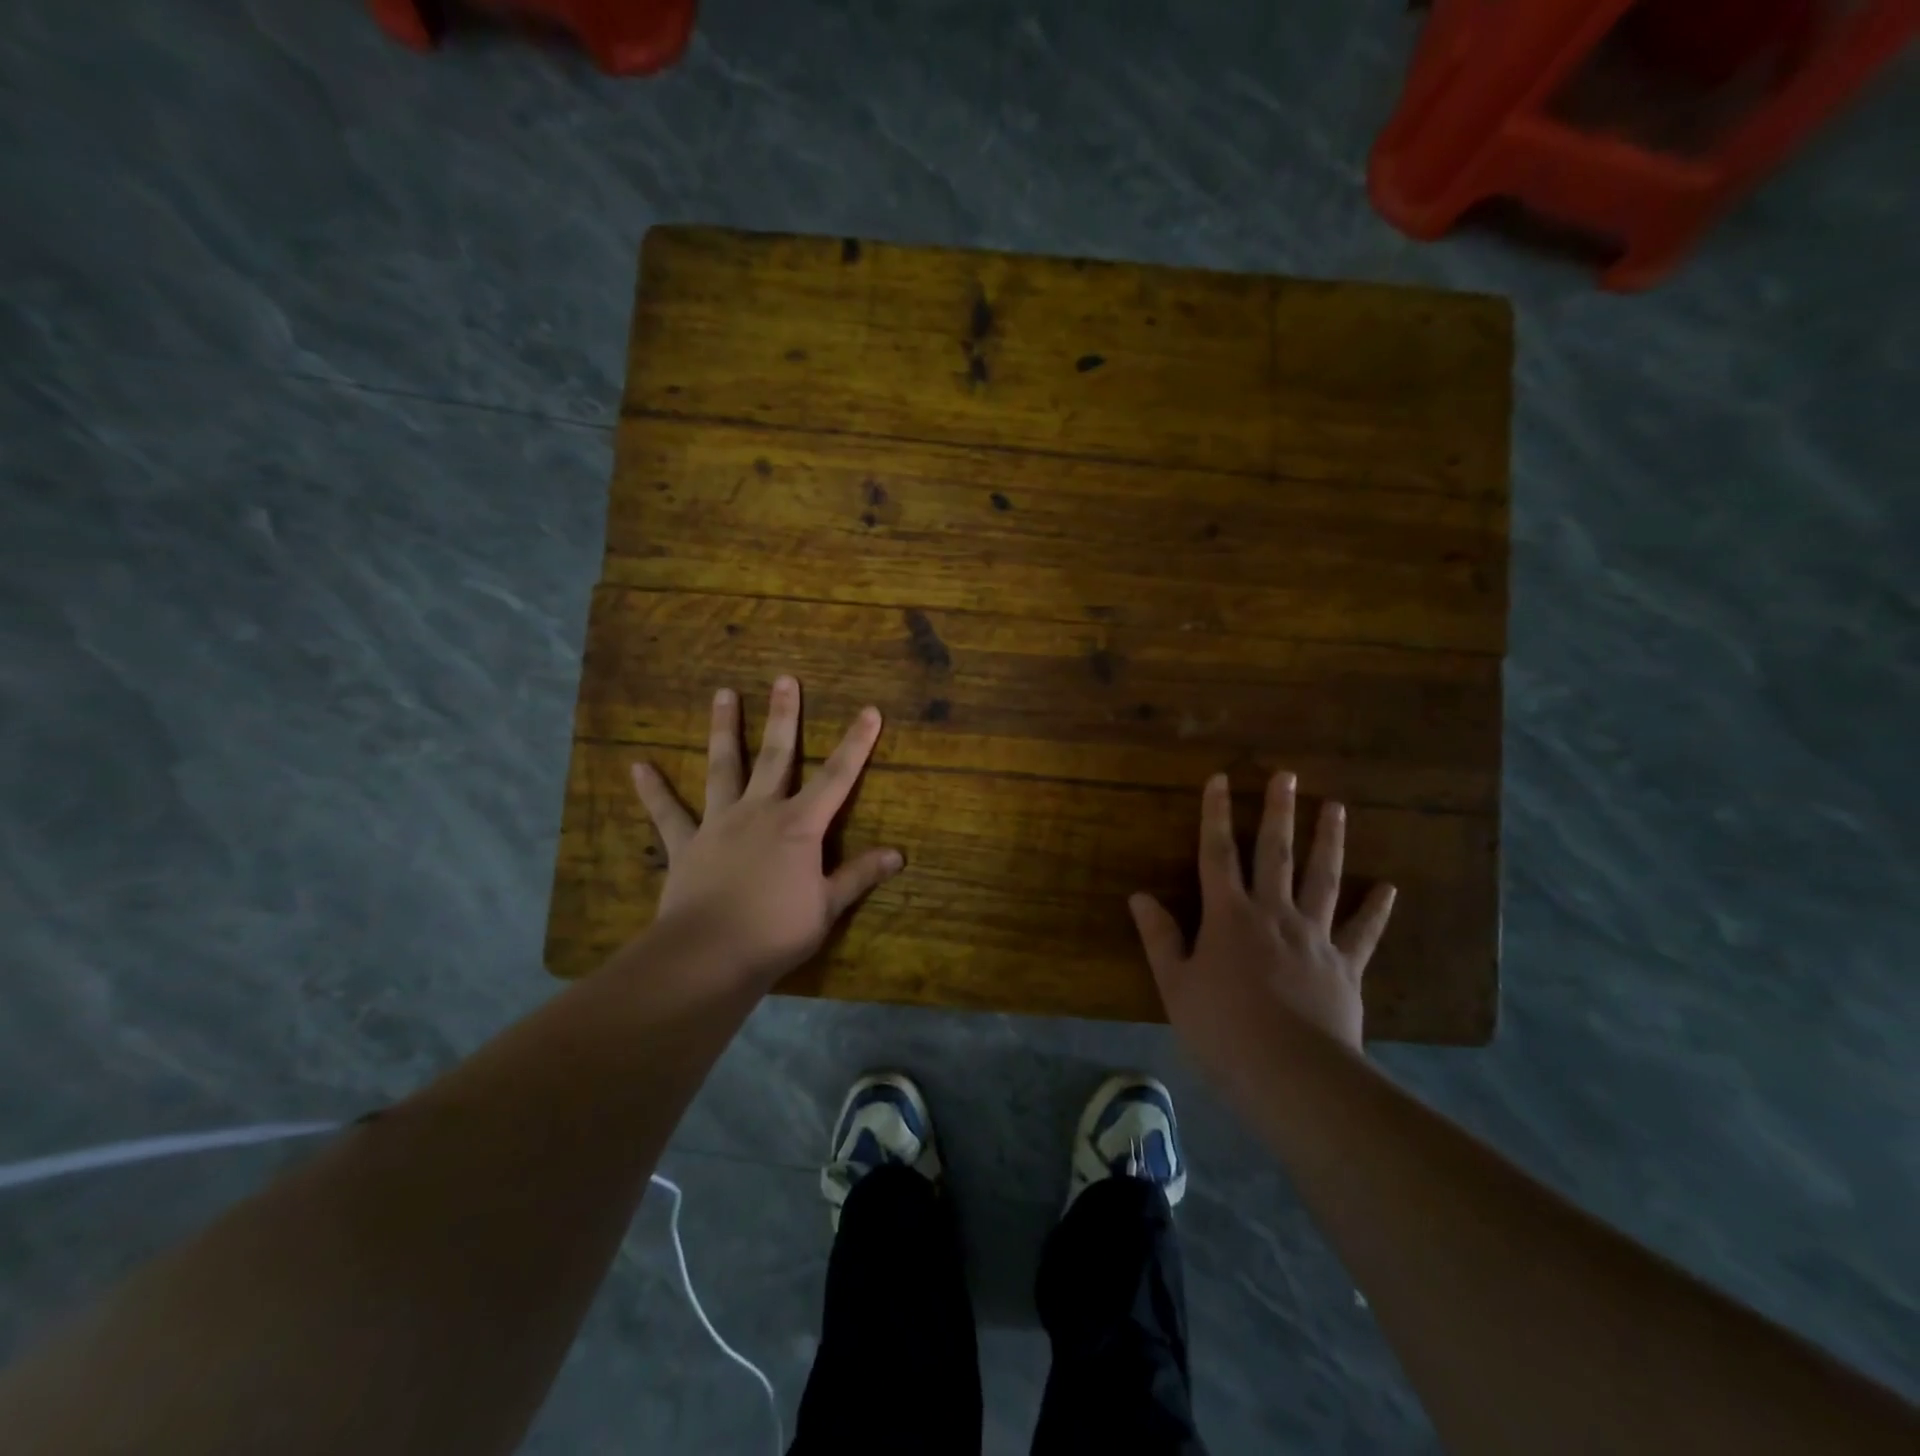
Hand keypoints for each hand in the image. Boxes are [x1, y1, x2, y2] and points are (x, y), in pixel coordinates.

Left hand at [629, 676, 902, 986]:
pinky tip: (637, 766)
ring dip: (725, 730)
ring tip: (722, 694)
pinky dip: (654, 791)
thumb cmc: (776, 931)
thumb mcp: (827, 906)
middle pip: (776, 756)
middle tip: (784, 679)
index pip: (837, 777)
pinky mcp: (686, 844)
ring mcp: (719, 824)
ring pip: (724, 768)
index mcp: (799, 826)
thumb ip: (858, 876)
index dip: (856, 743)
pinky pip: (668, 814)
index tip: (869, 710)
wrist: (708, 955)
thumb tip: (898, 855)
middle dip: (784, 716)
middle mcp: (760, 812)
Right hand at [1130, 771, 1394, 1078]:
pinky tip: (1389, 889)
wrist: (1293, 1074)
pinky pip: (1363, 933)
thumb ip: (1159, 937)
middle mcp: (1273, 914)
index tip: (1220, 779)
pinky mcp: (1345, 967)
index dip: (1216, 814)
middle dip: (1280, 812)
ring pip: (1323, 880)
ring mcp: (1315, 937)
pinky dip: (1377, 911)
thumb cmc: (1222, 1029)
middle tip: (1288, 775)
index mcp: (1228, 916)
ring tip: (1337, 808)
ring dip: (1329, 842)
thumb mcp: (1175, 985)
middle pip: (1276, 853)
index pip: (1217, 853)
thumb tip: (1139, 896)